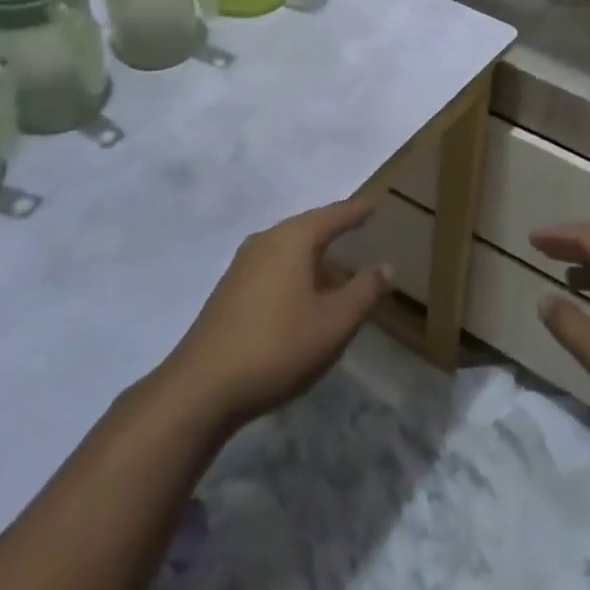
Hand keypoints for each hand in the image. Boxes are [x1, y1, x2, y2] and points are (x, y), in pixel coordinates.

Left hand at [162, 199, 392, 428]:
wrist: (202, 388)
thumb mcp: (334, 322)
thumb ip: (364, 291)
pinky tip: (306, 301)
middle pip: (308, 229)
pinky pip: (274, 270)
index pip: (334, 215)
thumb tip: (387, 265)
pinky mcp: (230, 291)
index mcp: (292, 239)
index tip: (377, 202)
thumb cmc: (278, 346)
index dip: (357, 210)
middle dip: (335, 234)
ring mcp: (243, 266)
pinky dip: (297, 276)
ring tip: (340, 276)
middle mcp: (265, 242)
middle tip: (361, 233)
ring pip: (290, 252)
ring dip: (316, 261)